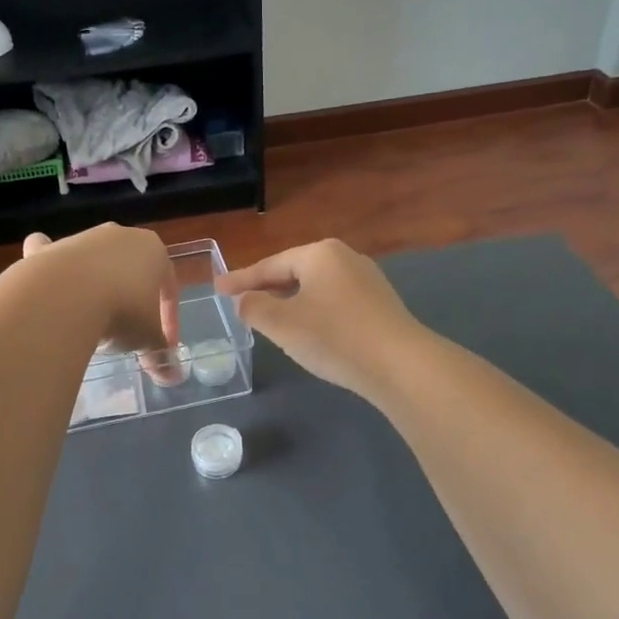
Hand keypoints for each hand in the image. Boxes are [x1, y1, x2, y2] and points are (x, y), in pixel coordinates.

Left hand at [20, 225, 179, 373]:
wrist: (63, 297)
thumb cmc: (121, 311)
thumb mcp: (146, 338)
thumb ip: (160, 353)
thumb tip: (172, 376)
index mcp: (153, 250)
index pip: (168, 286)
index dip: (168, 320)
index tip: (162, 347)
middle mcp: (119, 236)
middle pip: (130, 270)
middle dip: (130, 300)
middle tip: (126, 333)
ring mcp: (81, 239)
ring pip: (93, 261)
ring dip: (94, 287)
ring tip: (89, 323)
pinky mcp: (47, 249)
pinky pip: (49, 253)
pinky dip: (48, 264)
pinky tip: (48, 287)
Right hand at [216, 239, 422, 397]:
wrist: (401, 365)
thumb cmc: (334, 337)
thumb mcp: (282, 324)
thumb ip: (254, 307)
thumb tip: (244, 300)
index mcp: (319, 254)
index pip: (270, 265)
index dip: (241, 279)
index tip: (217, 289)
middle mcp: (345, 257)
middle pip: (294, 272)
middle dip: (267, 288)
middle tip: (241, 302)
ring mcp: (367, 279)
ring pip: (316, 287)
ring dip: (291, 300)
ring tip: (271, 317)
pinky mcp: (380, 304)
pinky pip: (335, 300)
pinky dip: (314, 310)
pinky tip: (309, 329)